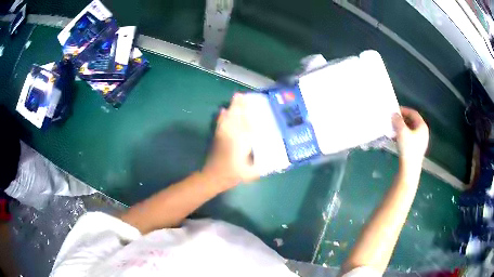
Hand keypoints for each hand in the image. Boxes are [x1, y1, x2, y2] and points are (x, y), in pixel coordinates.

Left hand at [202, 93, 259, 188]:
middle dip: (239, 106)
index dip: (247, 113)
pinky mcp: (217, 137)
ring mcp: (223, 135)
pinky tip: (222, 110)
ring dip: (232, 107)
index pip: (246, 124)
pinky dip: (221, 116)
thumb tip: (271, 163)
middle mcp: (232, 135)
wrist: (213, 176)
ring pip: (228, 118)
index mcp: (241, 142)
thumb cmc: (233, 174)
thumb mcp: (251, 172)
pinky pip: (220, 123)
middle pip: (236, 117)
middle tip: (242, 94)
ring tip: (236, 97)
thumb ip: (260, 167)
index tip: (251, 103)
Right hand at [392, 107, 428, 166]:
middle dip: (402, 119)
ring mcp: (421, 141)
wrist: (409, 168)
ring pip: (410, 130)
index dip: (404, 110)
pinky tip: (396, 138)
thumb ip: (397, 120)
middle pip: (412, 121)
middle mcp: (423, 132)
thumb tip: (394, 114)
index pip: (413, 113)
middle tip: (394, 119)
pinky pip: (410, 137)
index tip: (395, 110)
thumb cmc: (408, 148)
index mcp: (422, 126)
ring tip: (393, 129)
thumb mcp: (401, 132)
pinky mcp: (417, 149)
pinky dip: (403, 135)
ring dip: (402, 127)